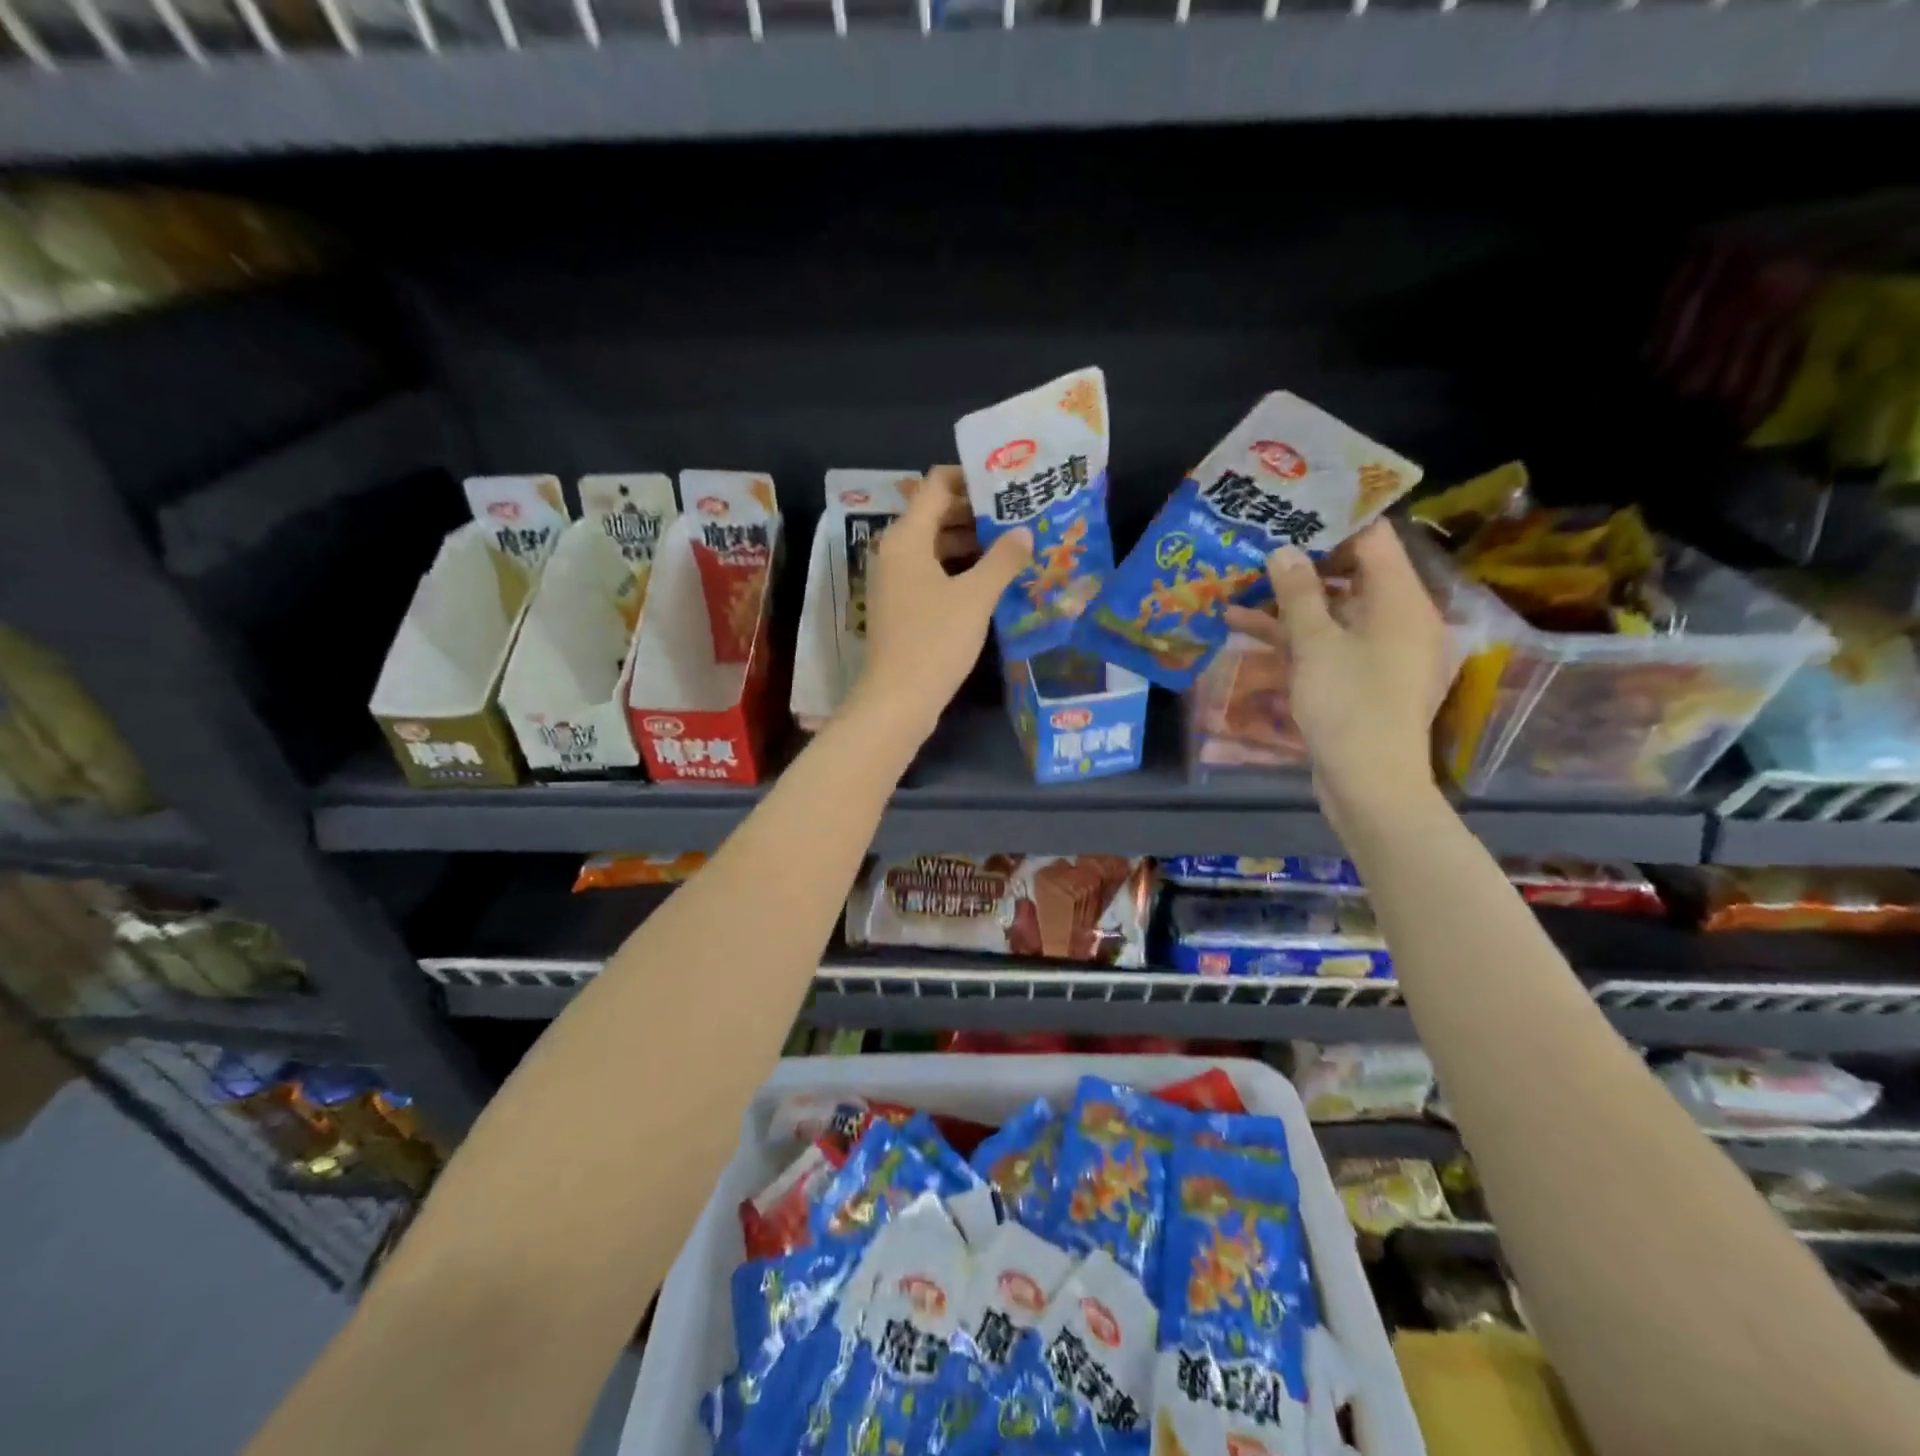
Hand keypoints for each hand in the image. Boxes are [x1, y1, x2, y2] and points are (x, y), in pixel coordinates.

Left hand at [848, 465, 1031, 743]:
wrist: (897, 699)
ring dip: (971, 543)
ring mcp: (896, 581)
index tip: (1006, 482)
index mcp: (906, 538)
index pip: (936, 485)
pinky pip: (932, 572)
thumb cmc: (935, 641)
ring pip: (936, 546)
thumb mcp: (975, 597)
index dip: (970, 477)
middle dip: (976, 512)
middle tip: (1019, 513)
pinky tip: (992, 578)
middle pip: (936, 514)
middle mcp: (895, 552)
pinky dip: (959, 569)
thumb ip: (1002, 560)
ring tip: (1014, 544)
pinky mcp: (902, 606)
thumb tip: (1024, 532)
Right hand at [1223, 520, 1446, 823]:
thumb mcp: (1316, 644)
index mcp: (1400, 599)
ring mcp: (1376, 649)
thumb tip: (1283, 551)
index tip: (1289, 511)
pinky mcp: (1357, 676)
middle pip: (1349, 572)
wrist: (1369, 782)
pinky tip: (1243, 625)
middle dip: (1300, 560)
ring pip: (1330, 609)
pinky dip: (1291, 633)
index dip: (1333, 521)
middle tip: (1254, 544)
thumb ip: (1299, 593)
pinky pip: (1325, 640)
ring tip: (1236, 583)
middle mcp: (1395, 617)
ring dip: (1286, 599)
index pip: (1373, 538)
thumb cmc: (1348, 704)